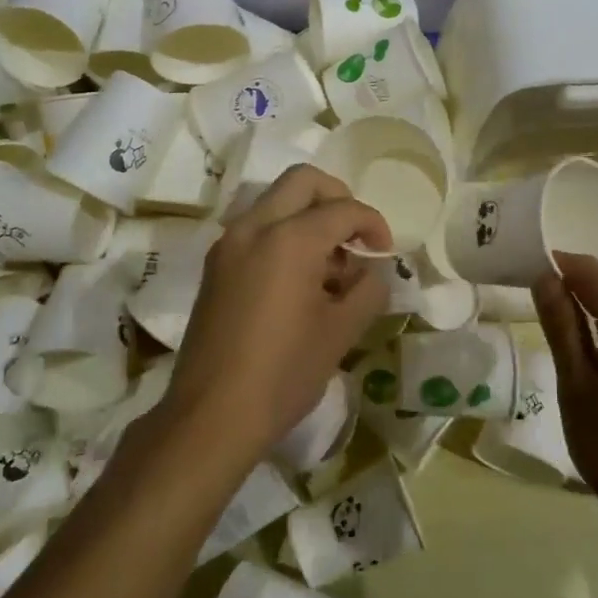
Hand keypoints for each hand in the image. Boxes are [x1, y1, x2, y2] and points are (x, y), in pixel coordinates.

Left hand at [164, 165, 390, 467]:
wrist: (211, 416)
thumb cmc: (284, 373)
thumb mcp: (341, 332)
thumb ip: (368, 290)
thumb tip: (372, 272)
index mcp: (290, 238)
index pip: (344, 209)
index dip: (373, 225)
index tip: (385, 253)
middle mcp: (254, 227)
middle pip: (302, 181)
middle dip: (338, 199)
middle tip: (356, 237)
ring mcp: (229, 243)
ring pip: (276, 202)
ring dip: (309, 216)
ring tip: (330, 266)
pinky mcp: (216, 265)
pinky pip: (257, 228)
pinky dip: (284, 234)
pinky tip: (300, 280)